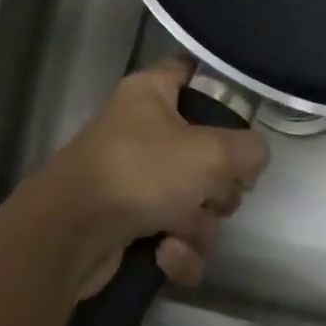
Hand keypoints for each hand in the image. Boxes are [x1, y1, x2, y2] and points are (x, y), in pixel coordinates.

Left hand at [32, 58, 269, 297]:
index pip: (189, 70)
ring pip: (196, 200)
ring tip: (181, 231)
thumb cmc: (139, 172)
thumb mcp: (208, 152)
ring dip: (200, 226)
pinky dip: (178, 251)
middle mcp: (142, 129)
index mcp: (151, 93)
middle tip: (213, 192)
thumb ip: (246, 150)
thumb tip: (253, 156)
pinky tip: (165, 256)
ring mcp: (135, 178)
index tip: (242, 115)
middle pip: (206, 149)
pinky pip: (176, 236)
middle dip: (218, 184)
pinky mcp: (130, 225)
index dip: (217, 85)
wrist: (71, 234)